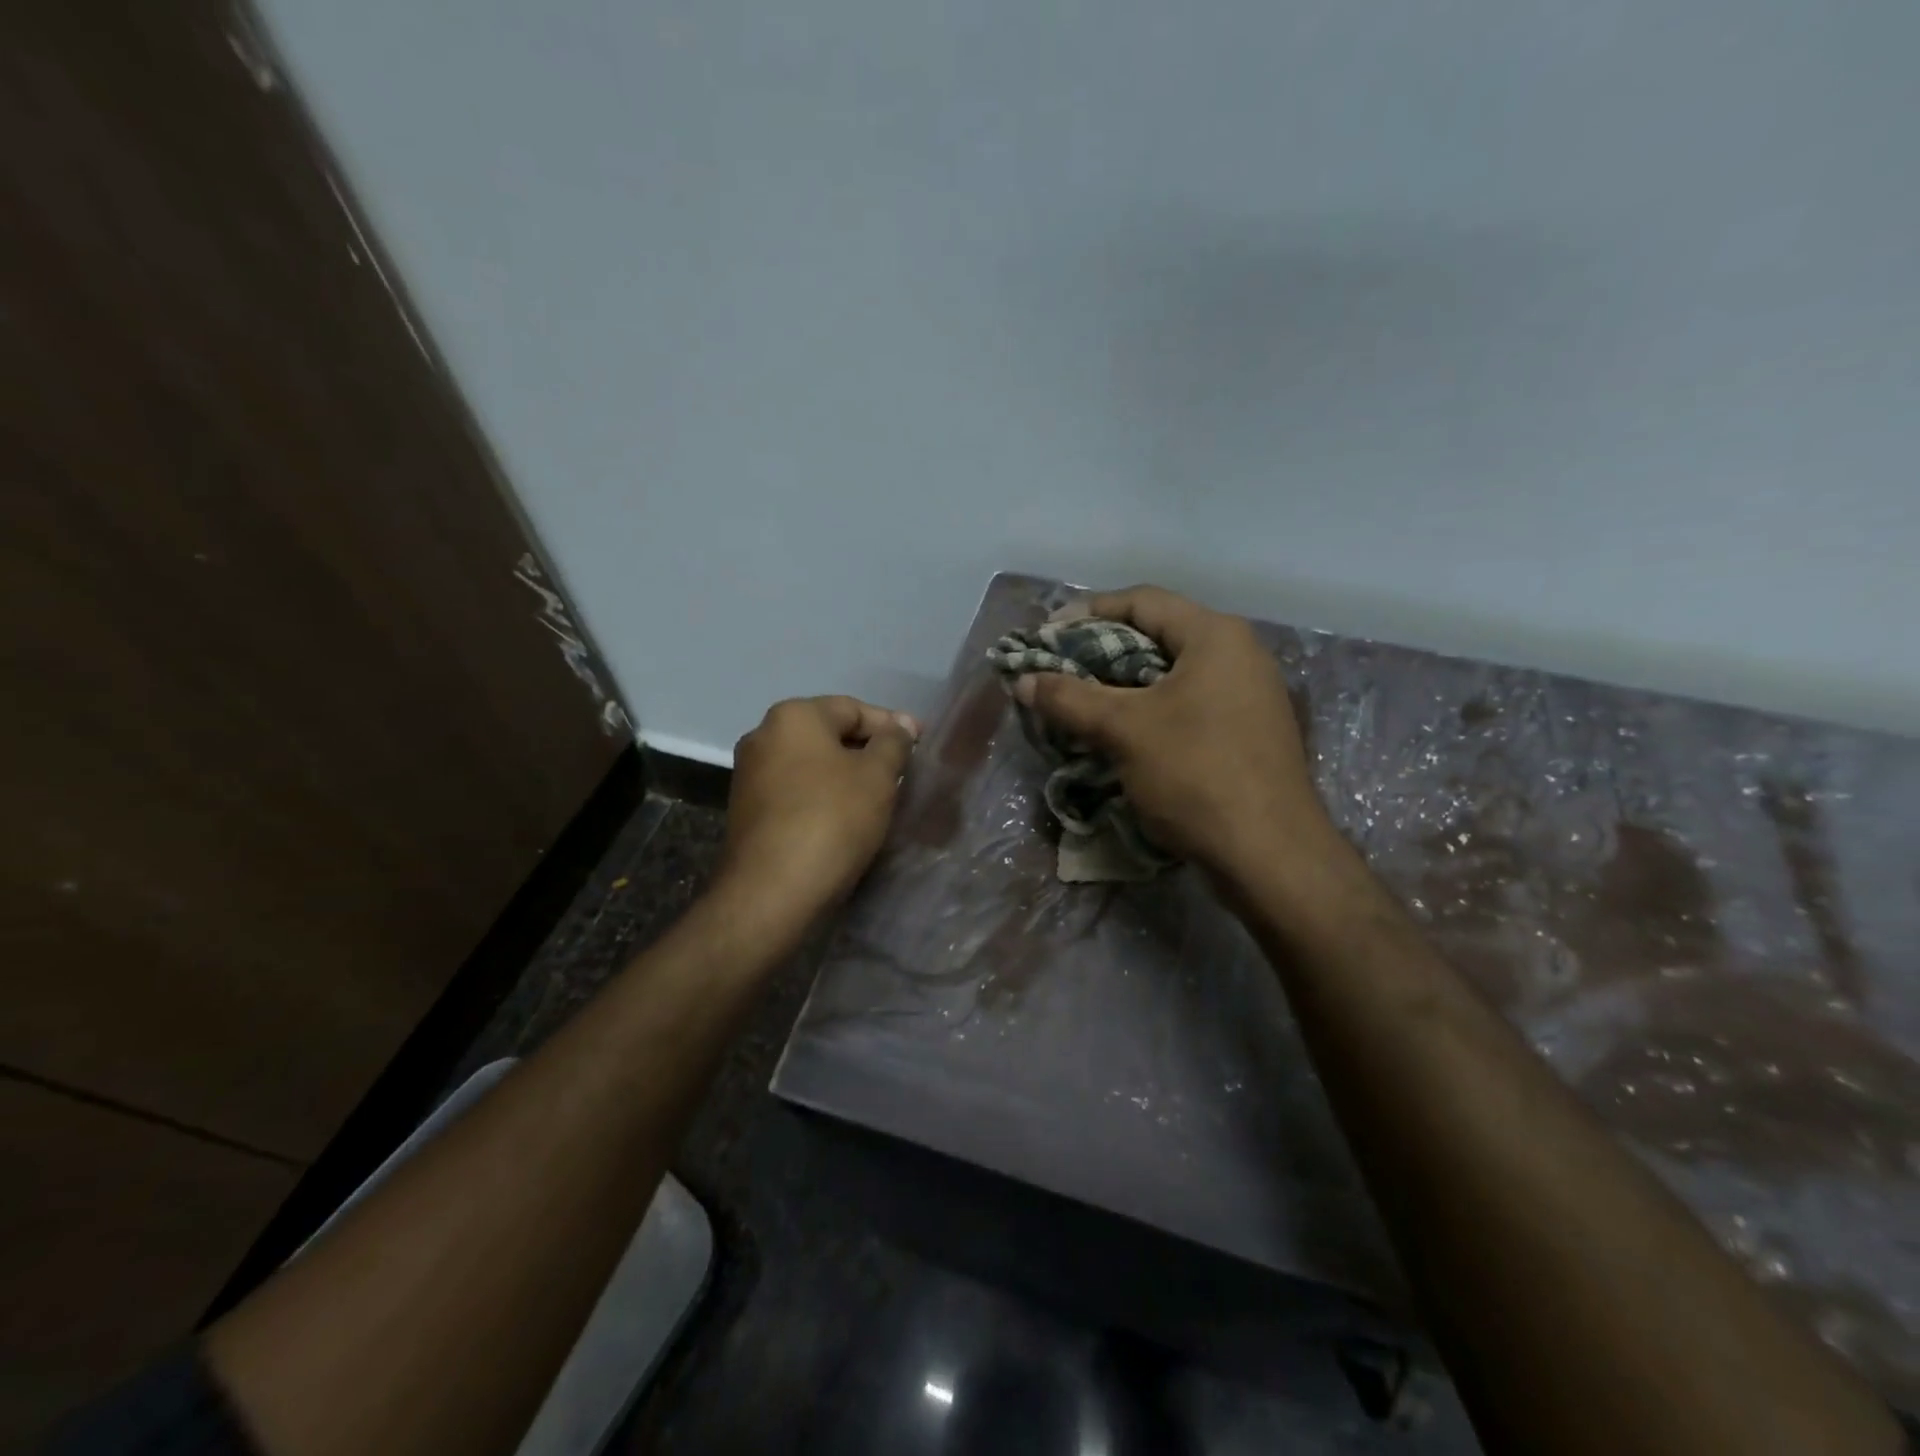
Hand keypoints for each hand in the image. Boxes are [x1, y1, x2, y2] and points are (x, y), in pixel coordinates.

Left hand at [718, 696, 918, 927]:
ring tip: (880, 798)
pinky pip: (796, 791)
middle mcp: (763, 736)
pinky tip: (846, 819)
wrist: (771, 892)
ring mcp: (749, 774)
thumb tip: (900, 725)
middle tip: (903, 773)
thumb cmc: (831, 821)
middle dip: (868, 751)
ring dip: (846, 776)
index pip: (853, 708)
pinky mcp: (746, 810)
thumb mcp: (877, 777)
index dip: (892, 726)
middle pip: (829, 734)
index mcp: (793, 717)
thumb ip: (893, 743)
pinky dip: (824, 797)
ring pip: (812, 764)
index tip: (921, 744)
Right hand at [1016, 586, 1344, 891]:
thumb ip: (1070, 699)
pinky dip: (1149, 710)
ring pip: (1171, 674)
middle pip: (1157, 634)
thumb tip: (1023, 681)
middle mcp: (1239, 654)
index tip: (1046, 636)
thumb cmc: (1196, 774)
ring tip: (1080, 703)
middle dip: (1101, 650)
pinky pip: (1188, 704)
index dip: (1087, 612)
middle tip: (1058, 670)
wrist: (1270, 856)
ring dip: (1122, 684)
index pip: (1141, 601)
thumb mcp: (1124, 730)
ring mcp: (1249, 695)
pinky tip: (1120, 734)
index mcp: (1215, 636)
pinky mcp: (1247, 732)